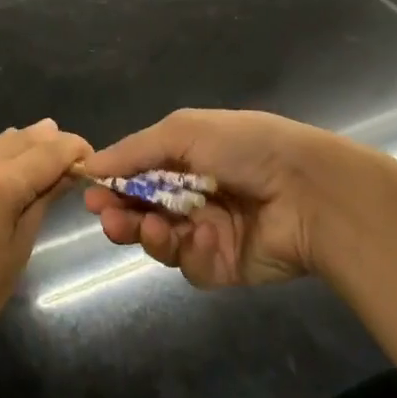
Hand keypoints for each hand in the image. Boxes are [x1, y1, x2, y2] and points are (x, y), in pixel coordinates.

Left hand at [0, 119, 92, 360]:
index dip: (74, 149)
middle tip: (72, 154)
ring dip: (21, 145)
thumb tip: (66, 172)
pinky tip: (4, 167)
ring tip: (43, 152)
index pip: (48, 152)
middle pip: (21, 139)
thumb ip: (43, 200)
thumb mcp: (19, 247)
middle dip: (49, 143)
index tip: (93, 157)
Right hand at [83, 108, 359, 288]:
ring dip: (147, 233)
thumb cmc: (244, 148)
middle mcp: (192, 194)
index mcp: (185, 157)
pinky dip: (189, 251)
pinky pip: (190, 264)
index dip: (113, 181)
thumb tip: (88, 162)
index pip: (137, 172)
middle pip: (142, 209)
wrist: (308, 192)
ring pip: (159, 240)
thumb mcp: (184, 132)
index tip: (90, 190)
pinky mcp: (222, 265)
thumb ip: (135, 150)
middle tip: (107, 216)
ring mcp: (206, 231)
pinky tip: (200, 238)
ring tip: (149, 227)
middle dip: (121, 213)